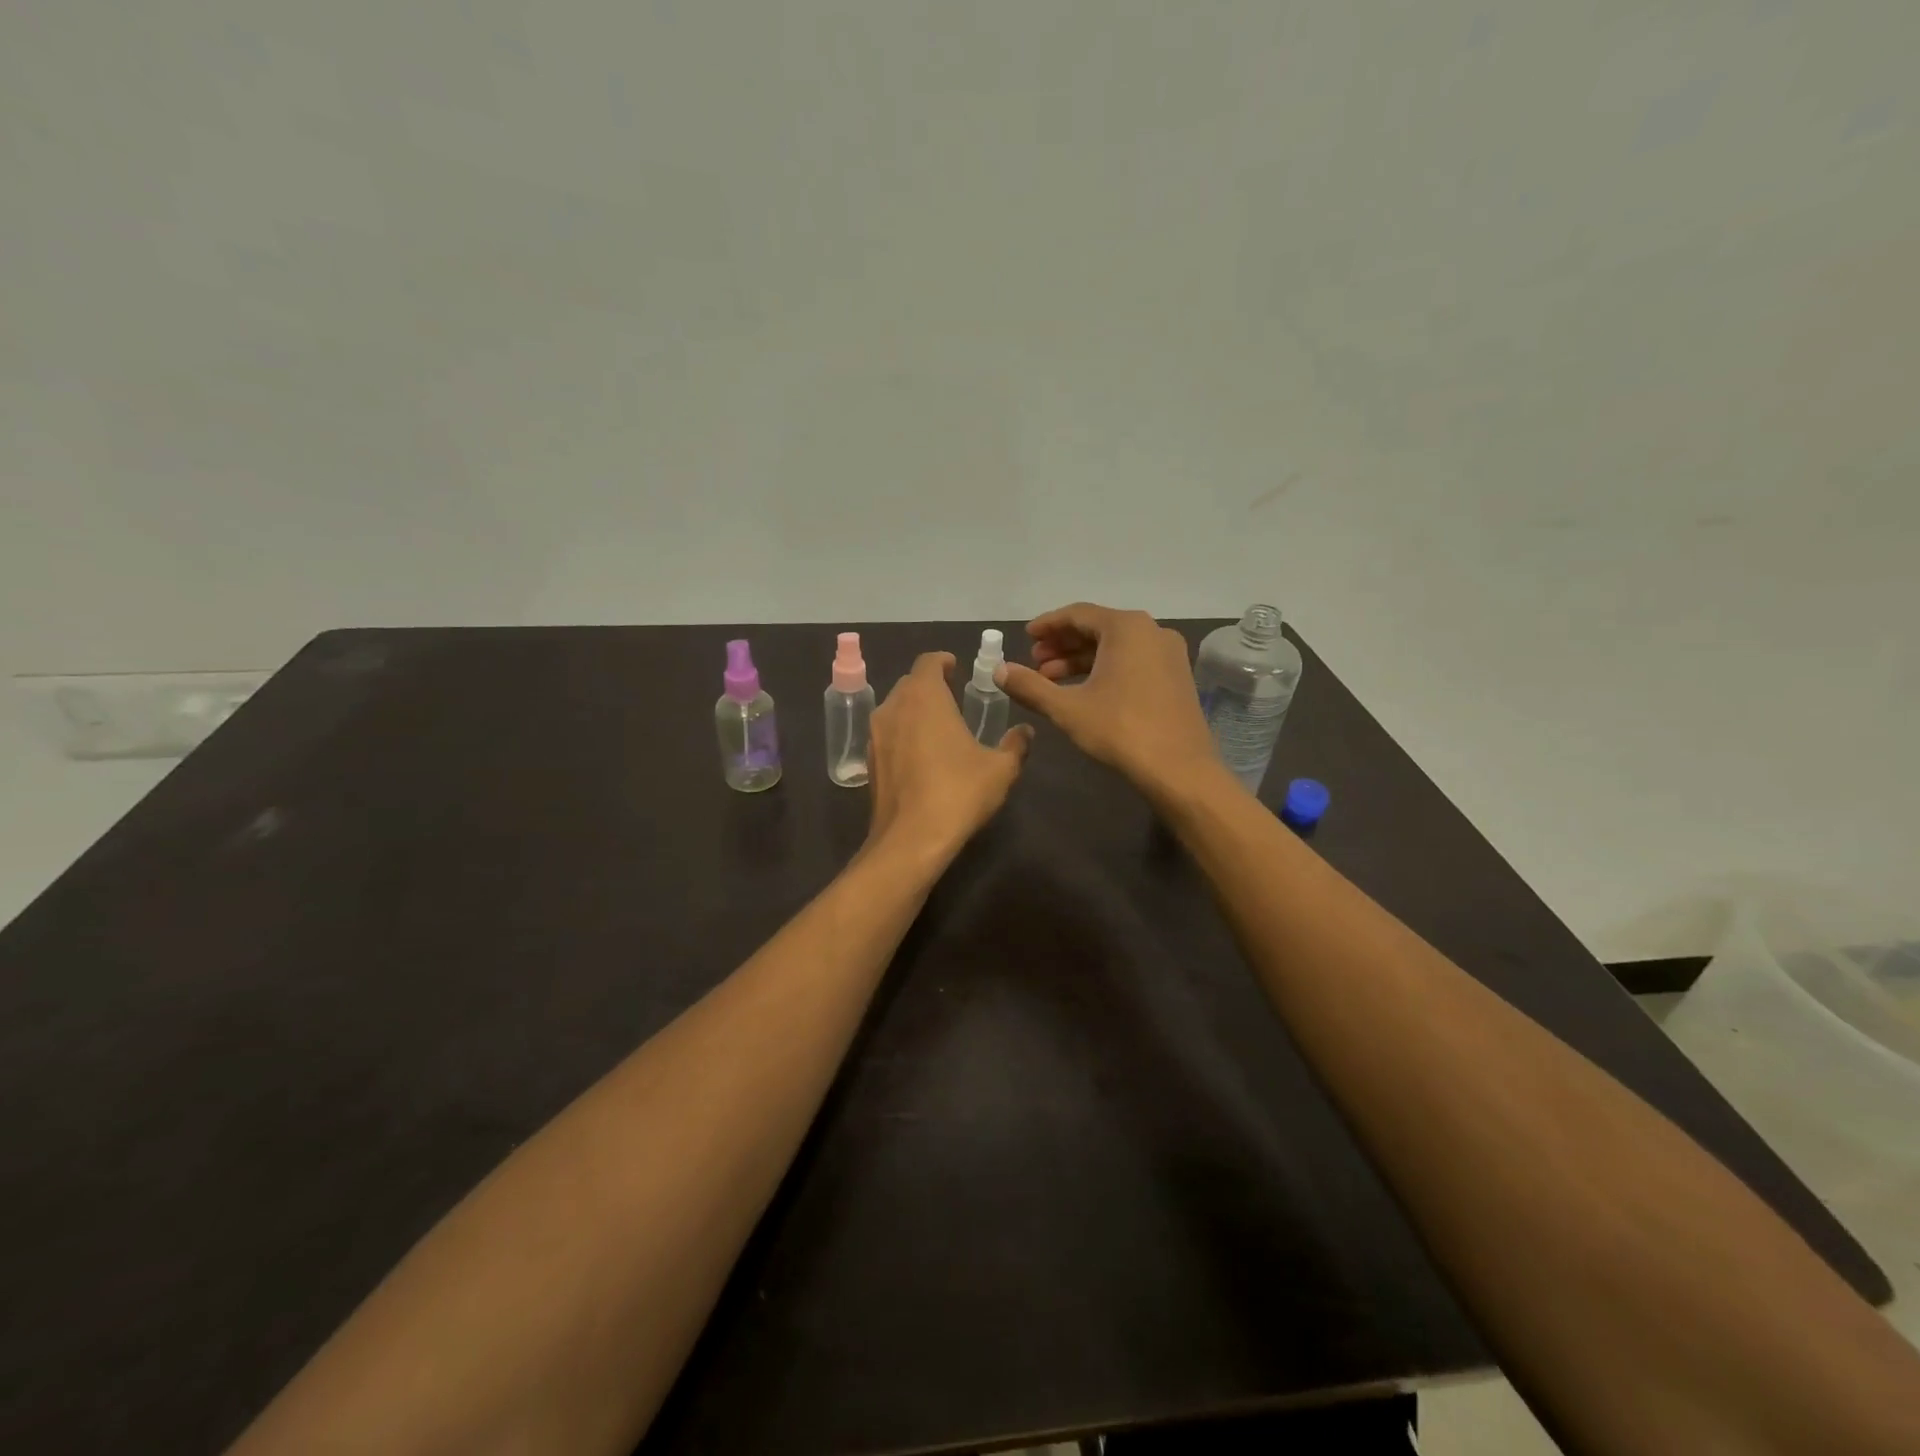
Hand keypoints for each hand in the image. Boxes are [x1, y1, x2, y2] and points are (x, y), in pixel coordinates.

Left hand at [867, 651, 1032, 862]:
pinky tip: (921, 757)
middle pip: (910, 684)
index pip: (928, 662)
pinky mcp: (870, 762)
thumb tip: (1025, 732)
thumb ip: (1015, 745)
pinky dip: (903, 735)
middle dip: (930, 685)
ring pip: (895, 709)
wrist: (910, 840)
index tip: (956, 668)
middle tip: (953, 696)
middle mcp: (893, 707)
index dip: (943, 661)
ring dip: (914, 710)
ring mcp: (876, 735)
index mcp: (924, 697)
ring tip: (938, 726)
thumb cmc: (958, 792)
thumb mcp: (1000, 769)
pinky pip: (888, 735)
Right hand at [996, 603, 1220, 798]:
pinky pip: (1132, 661)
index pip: (1078, 614)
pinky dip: (1104, 669)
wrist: (1179, 769)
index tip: (1025, 637)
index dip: (1047, 625)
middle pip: (1097, 628)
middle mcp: (1152, 631)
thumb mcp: (1067, 708)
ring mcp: (1168, 654)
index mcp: (1126, 628)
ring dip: (1081, 660)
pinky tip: (1083, 690)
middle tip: (1034, 662)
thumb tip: (999, 671)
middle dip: (1062, 644)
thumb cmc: (1120, 730)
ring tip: (1051, 680)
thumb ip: (1030, 686)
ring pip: (1115, 647)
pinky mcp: (1176, 676)